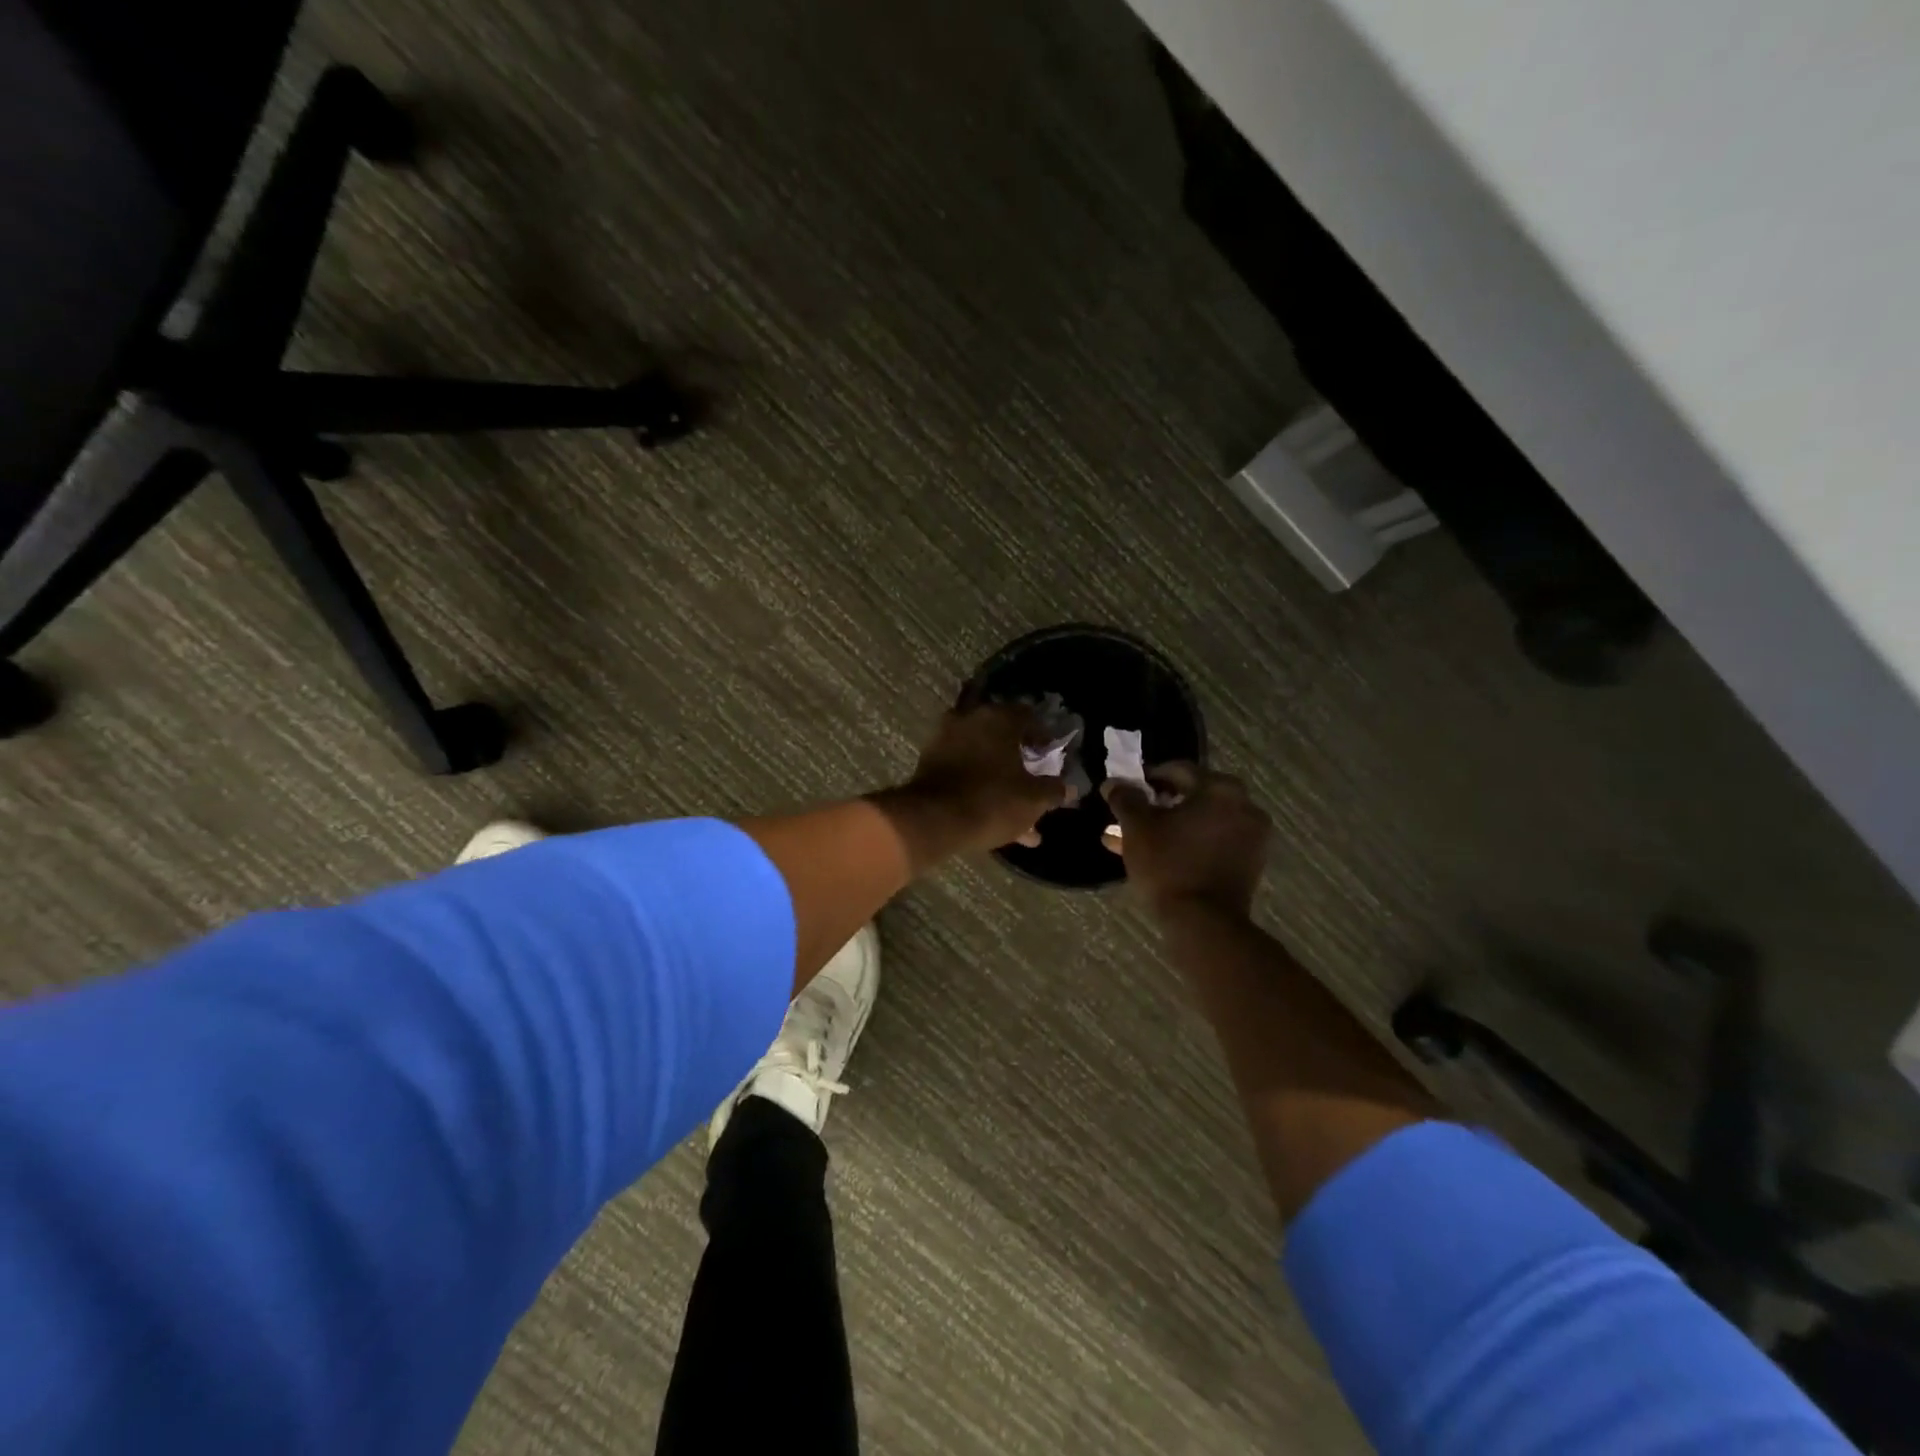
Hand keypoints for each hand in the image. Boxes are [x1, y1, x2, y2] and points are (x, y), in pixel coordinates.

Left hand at [872, 703, 1073, 865]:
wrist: (933, 820)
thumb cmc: (992, 801)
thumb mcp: (1033, 799)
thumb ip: (1053, 790)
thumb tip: (1068, 788)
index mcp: (999, 718)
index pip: (1029, 717)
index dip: (1043, 738)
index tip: (1049, 758)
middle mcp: (970, 719)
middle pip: (1003, 738)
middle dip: (1020, 762)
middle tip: (1032, 782)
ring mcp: (946, 739)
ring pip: (983, 759)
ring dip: (1000, 780)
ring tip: (1017, 815)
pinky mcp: (929, 762)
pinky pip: (964, 771)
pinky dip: (978, 787)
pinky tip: (992, 817)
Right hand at [1102, 763, 1270, 917]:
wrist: (1204, 923)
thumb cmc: (1169, 866)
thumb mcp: (1137, 828)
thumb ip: (1125, 799)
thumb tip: (1113, 783)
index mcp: (1220, 789)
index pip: (1178, 770)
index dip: (1148, 777)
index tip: (1128, 789)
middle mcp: (1244, 806)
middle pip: (1193, 795)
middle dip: (1159, 804)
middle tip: (1134, 814)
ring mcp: (1252, 836)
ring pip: (1202, 821)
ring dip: (1172, 826)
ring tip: (1139, 839)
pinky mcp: (1250, 862)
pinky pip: (1215, 841)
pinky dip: (1190, 842)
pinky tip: (1162, 854)